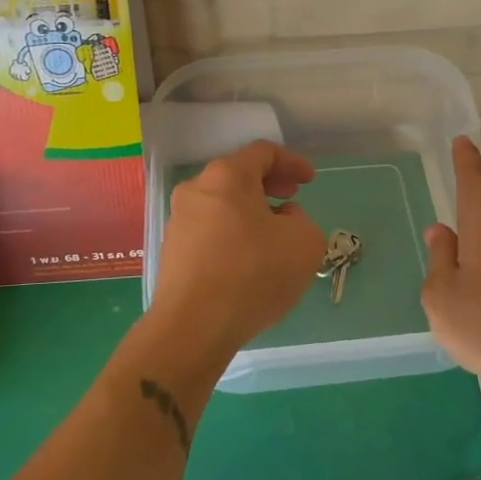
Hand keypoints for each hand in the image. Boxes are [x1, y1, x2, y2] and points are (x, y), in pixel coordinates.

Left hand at [151, 140, 327, 356]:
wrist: (194, 326)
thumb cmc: (254, 273)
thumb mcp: (305, 243)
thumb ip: (302, 221)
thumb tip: (283, 220)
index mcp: (227, 176)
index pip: (263, 153)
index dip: (292, 162)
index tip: (308, 180)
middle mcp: (196, 189)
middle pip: (237, 176)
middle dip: (268, 185)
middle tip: (290, 198)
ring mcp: (179, 221)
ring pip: (221, 204)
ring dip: (249, 212)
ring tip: (272, 236)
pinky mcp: (172, 251)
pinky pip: (209, 231)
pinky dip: (232, 234)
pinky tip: (248, 261)